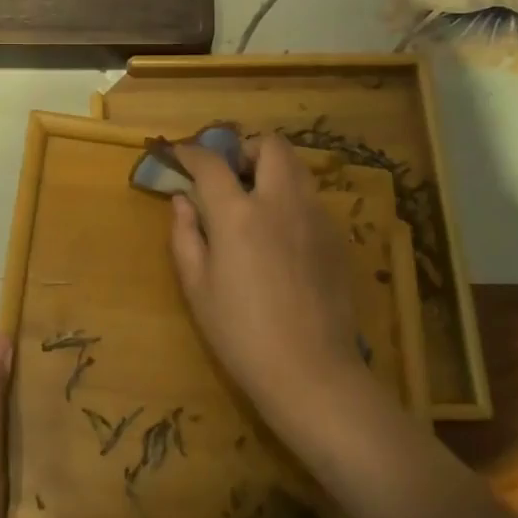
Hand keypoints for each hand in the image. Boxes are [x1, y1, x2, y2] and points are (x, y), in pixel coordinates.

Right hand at [169, 134, 380, 437]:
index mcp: (239, 214)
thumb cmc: (241, 334)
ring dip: (273, 170)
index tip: (179, 155)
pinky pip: (312, 199)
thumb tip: (182, 201)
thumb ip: (185, 235)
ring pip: (297, 168)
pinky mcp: (337, 237)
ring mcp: (316, 217)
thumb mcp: (197, 288)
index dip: (191, 152)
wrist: (312, 372)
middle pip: (271, 146)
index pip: (211, 163)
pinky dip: (291, 199)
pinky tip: (282, 236)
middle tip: (231, 175)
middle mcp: (281, 202)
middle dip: (246, 149)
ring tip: (256, 201)